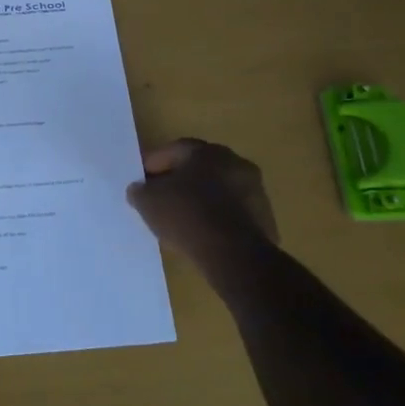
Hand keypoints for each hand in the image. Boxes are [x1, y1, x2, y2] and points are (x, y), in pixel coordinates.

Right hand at [127, 139, 279, 289]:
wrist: (234, 255)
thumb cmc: (187, 216)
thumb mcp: (148, 201)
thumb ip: (140, 191)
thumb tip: (139, 189)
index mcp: (208, 152)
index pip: (176, 149)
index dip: (155, 163)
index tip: (142, 179)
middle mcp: (236, 163)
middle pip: (201, 169)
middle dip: (180, 181)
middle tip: (162, 197)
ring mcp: (256, 192)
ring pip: (220, 191)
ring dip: (202, 201)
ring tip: (182, 220)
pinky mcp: (266, 220)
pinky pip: (233, 214)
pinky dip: (218, 220)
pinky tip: (203, 236)